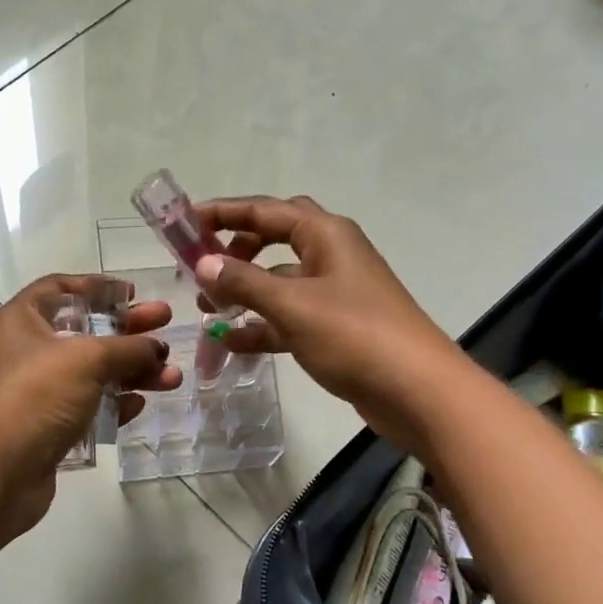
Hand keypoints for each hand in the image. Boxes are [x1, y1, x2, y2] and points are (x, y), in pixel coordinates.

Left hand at [0, 274, 180, 535]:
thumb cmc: (37, 394)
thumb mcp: (87, 358)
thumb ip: (127, 348)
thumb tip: (156, 348)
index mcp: (22, 320)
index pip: (60, 288)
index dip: (97, 287)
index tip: (132, 293)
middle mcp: (26, 352)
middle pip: (85, 332)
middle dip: (128, 330)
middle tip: (166, 324)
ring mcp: (37, 392)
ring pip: (92, 373)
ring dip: (132, 371)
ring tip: (172, 377)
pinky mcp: (47, 428)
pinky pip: (88, 408)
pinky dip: (114, 404)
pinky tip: (140, 404)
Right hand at [194, 196, 462, 450]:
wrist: (418, 392)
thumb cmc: (354, 335)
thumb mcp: (292, 304)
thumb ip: (243, 281)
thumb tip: (203, 262)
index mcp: (325, 234)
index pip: (264, 210)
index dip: (222, 213)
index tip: (184, 223)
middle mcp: (331, 255)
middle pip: (273, 238)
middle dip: (236, 249)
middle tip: (202, 267)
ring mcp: (335, 293)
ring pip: (279, 281)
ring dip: (245, 292)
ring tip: (208, 311)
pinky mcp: (336, 328)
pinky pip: (289, 317)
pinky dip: (262, 325)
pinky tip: (232, 343)